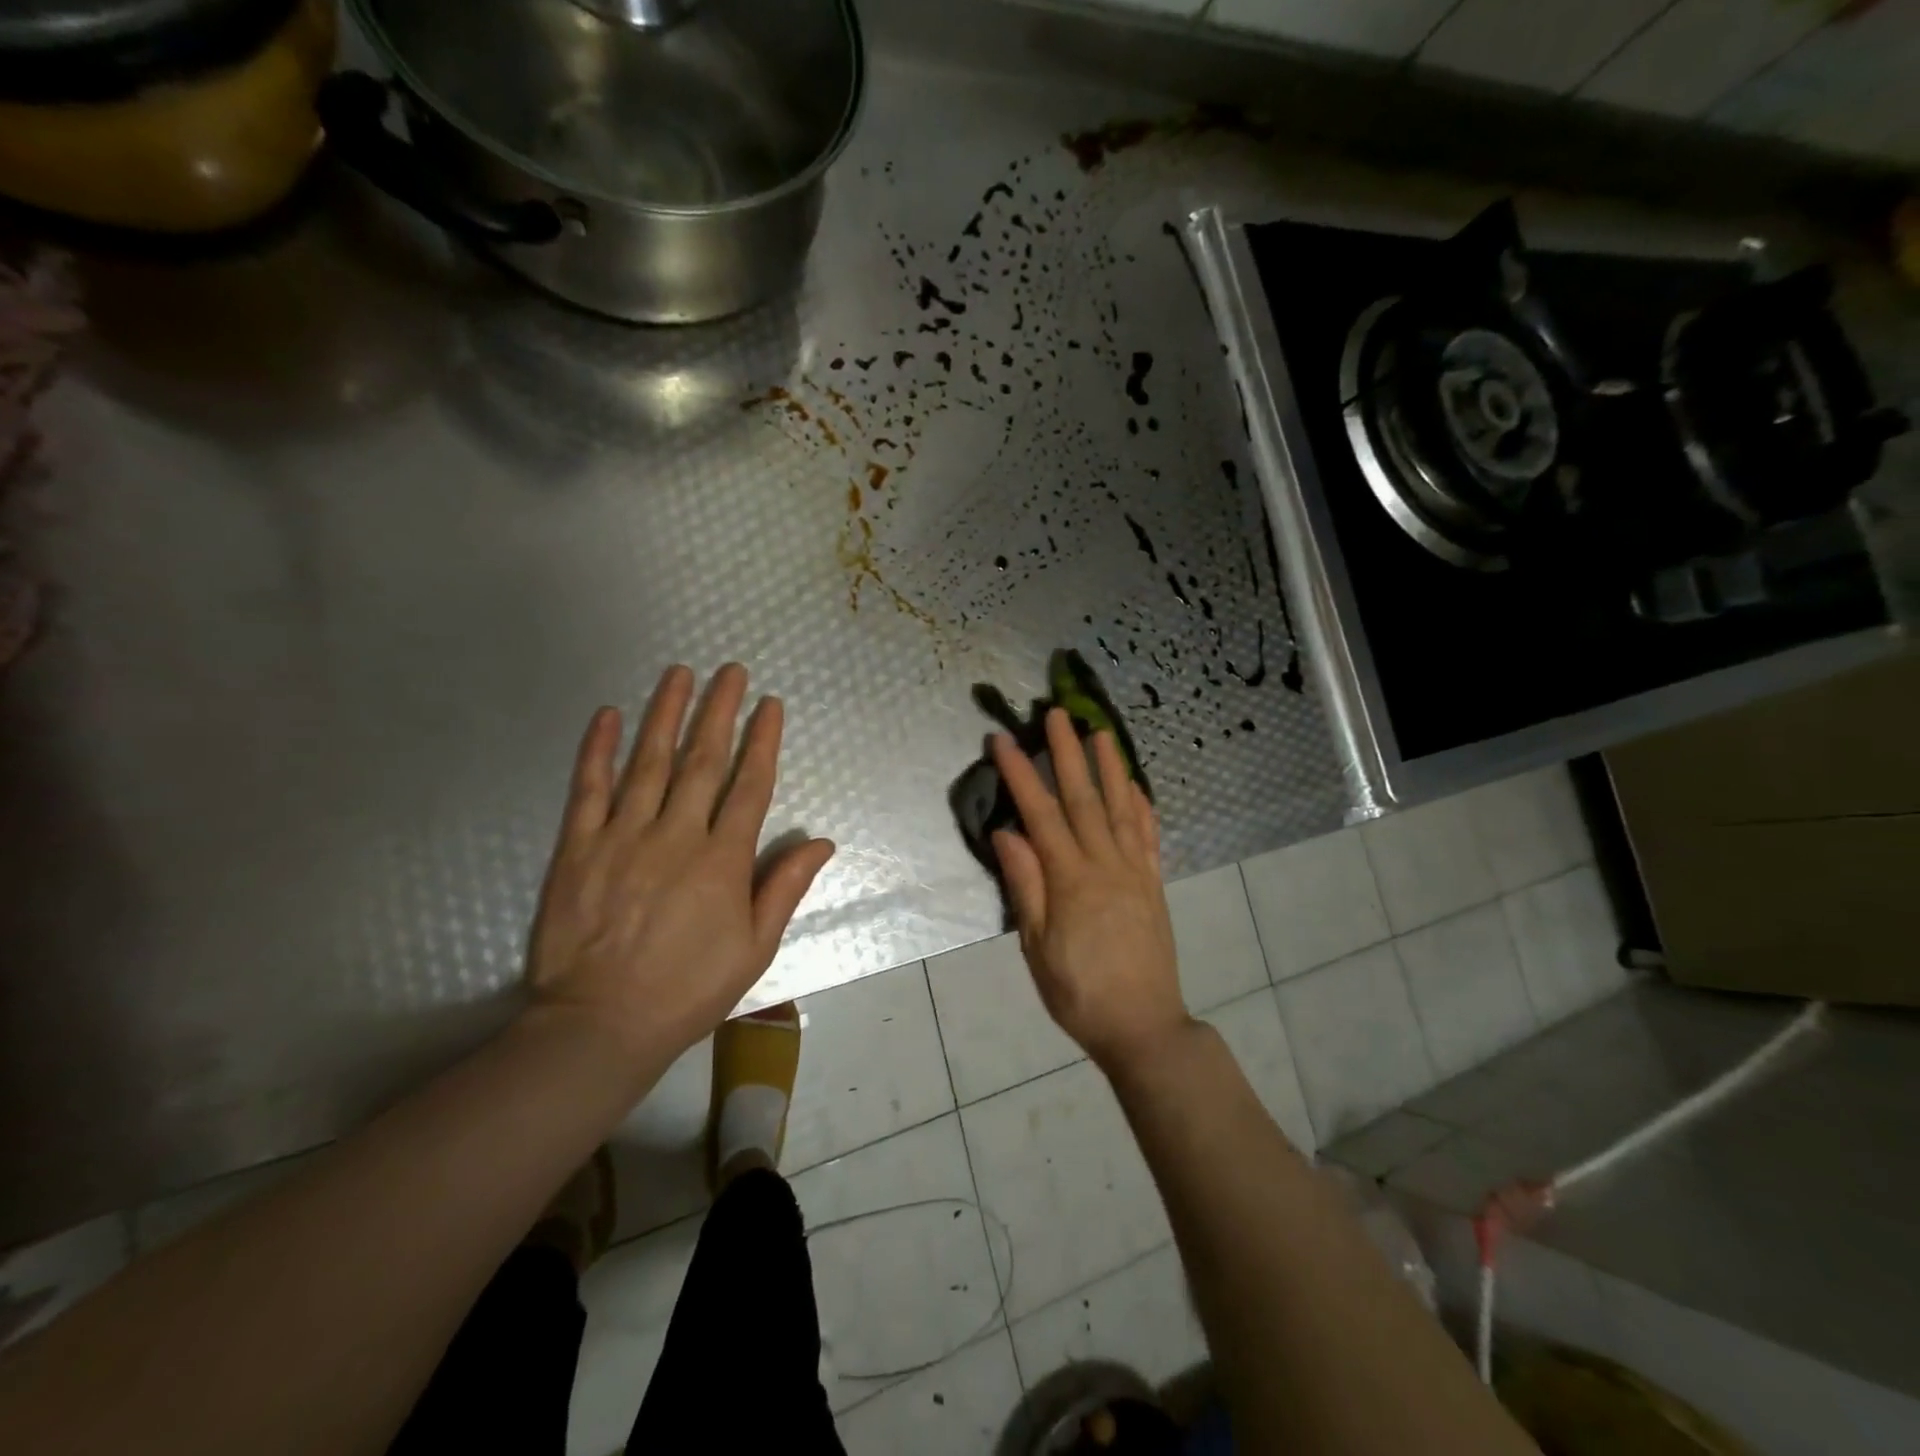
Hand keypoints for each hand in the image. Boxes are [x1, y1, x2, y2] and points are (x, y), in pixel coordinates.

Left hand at [524, 664, 835, 1079]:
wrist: (599, 1024)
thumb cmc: (688, 989)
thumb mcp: (755, 947)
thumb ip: (785, 887)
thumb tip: (822, 842)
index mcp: (723, 860)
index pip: (749, 785)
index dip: (762, 740)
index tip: (769, 704)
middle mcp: (677, 835)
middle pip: (703, 760)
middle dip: (719, 710)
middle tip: (730, 670)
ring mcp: (623, 836)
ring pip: (649, 762)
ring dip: (666, 713)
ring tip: (679, 673)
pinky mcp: (577, 847)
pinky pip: (589, 789)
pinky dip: (598, 750)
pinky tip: (609, 714)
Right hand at [990, 710, 1192, 1074]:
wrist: (1143, 1026)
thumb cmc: (1078, 992)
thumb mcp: (1036, 947)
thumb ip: (1025, 886)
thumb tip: (1006, 832)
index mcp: (1071, 880)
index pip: (1041, 814)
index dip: (1020, 774)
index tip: (1002, 740)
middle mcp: (1106, 865)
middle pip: (1083, 798)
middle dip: (1067, 753)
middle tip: (1056, 714)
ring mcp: (1135, 871)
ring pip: (1121, 807)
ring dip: (1110, 767)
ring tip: (1101, 732)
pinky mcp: (1154, 883)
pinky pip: (1148, 835)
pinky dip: (1142, 805)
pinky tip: (1136, 785)